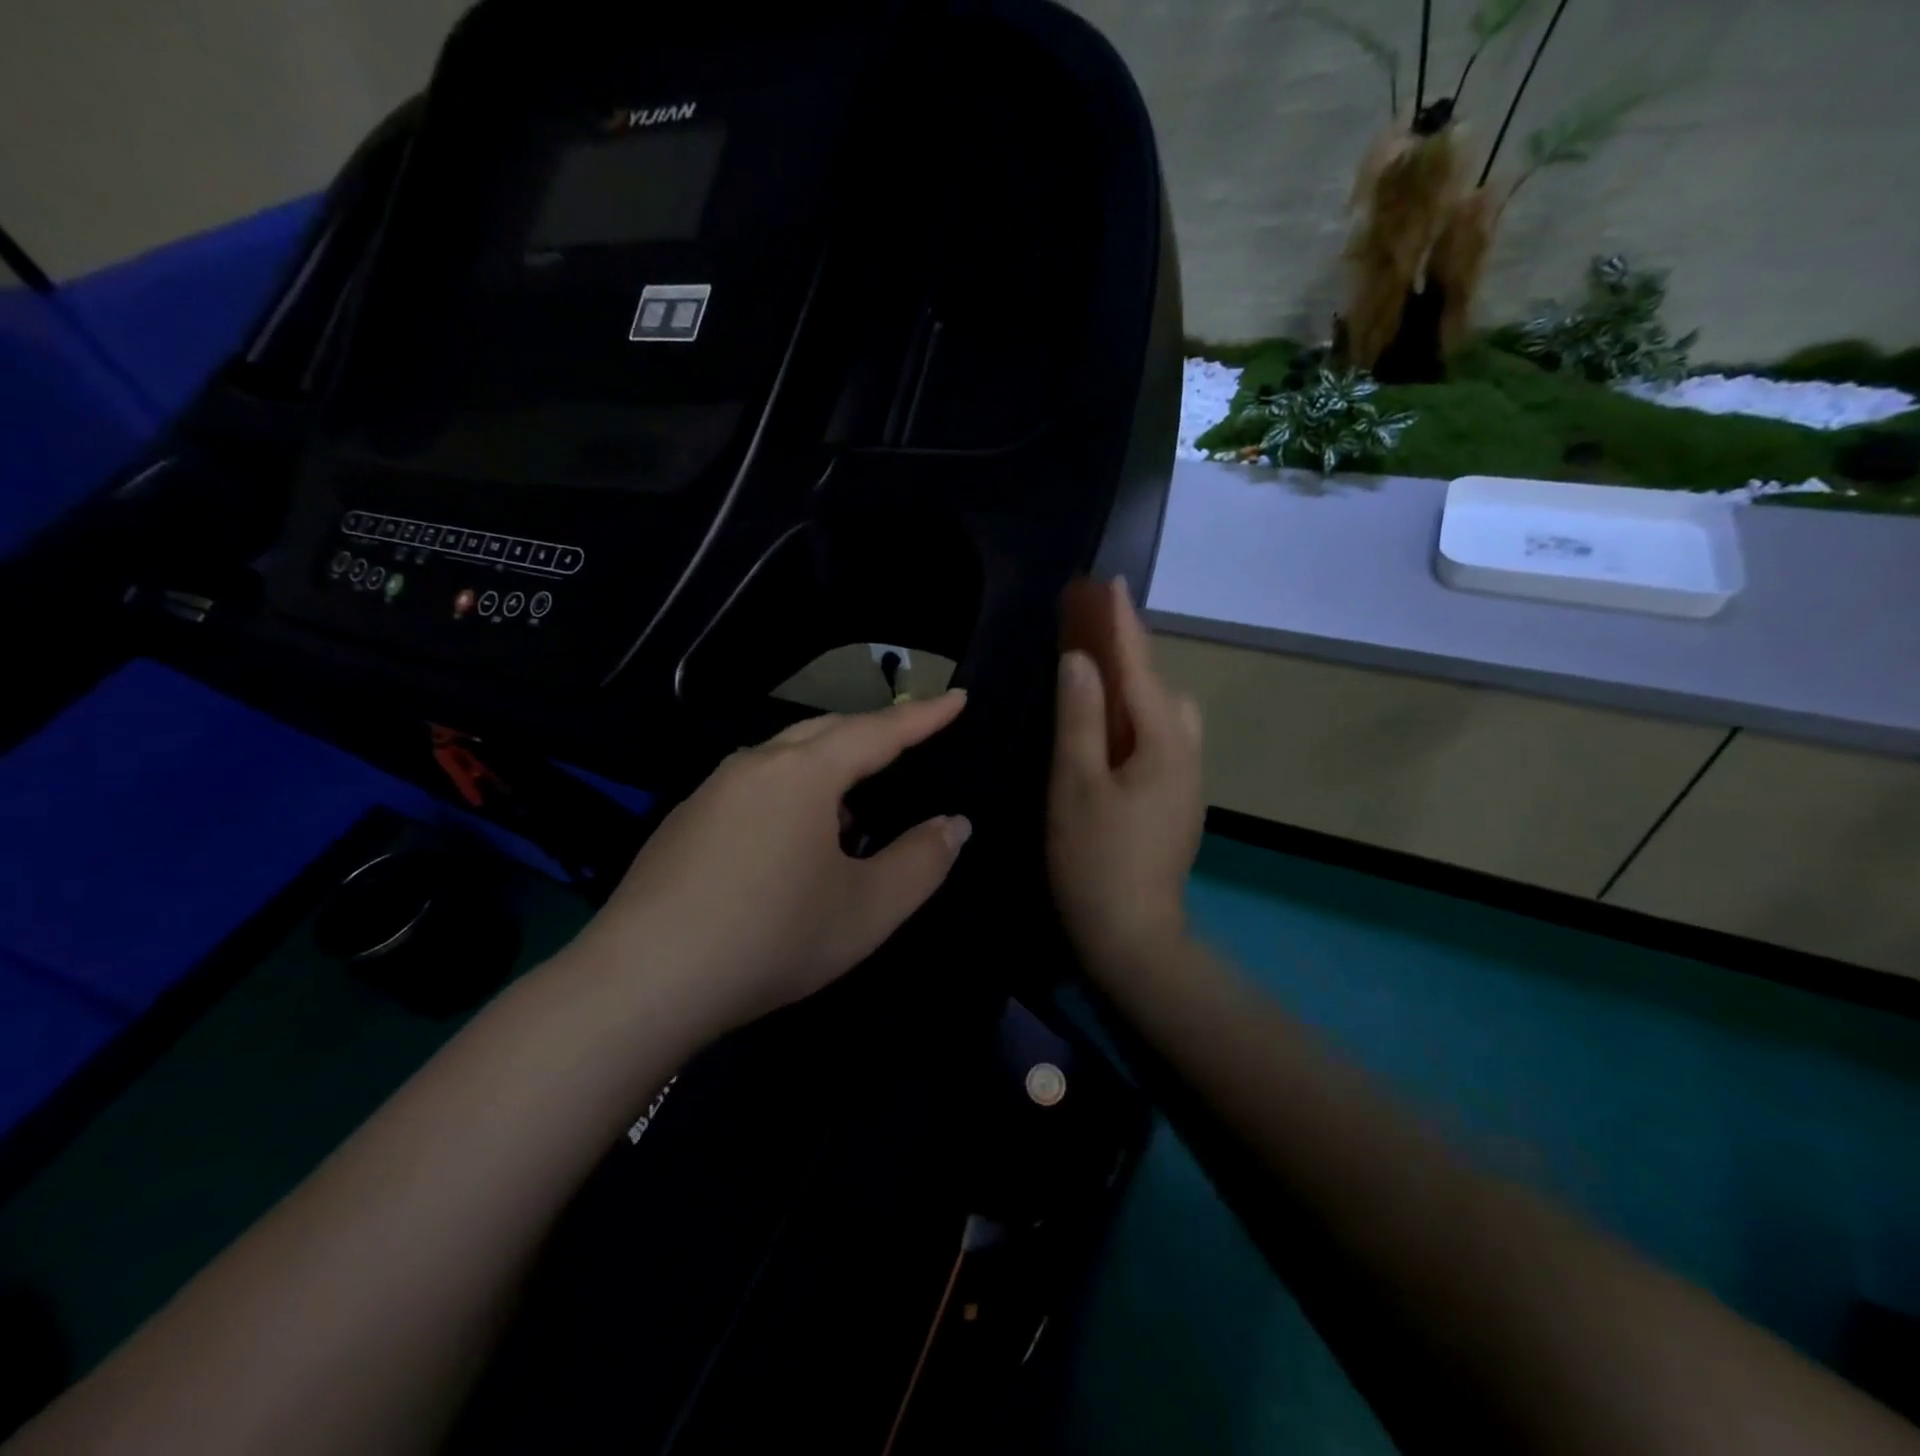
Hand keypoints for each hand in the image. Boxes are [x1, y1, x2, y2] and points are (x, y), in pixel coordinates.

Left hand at [572, 693, 972, 1032]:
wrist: (642, 982)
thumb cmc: (772, 937)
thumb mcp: (867, 909)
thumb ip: (921, 861)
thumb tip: (954, 824)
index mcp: (804, 773)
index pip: (878, 731)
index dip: (924, 716)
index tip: (957, 697)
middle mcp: (755, 765)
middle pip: (827, 731)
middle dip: (875, 731)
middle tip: (913, 740)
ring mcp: (712, 790)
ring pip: (786, 757)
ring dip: (830, 767)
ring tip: (857, 806)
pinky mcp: (685, 820)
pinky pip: (755, 786)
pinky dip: (792, 793)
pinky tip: (794, 842)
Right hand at [1048, 581, 1204, 981]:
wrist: (1133, 937)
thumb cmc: (1095, 860)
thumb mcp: (1076, 785)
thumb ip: (1079, 718)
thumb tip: (1080, 660)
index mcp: (1165, 744)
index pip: (1140, 669)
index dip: (1122, 625)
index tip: (1110, 583)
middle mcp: (1186, 754)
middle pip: (1162, 689)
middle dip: (1131, 657)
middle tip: (1090, 642)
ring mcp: (1185, 782)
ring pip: (1165, 717)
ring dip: (1134, 691)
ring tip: (1094, 685)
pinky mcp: (1175, 802)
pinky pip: (1160, 742)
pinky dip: (1135, 722)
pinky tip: (1108, 734)